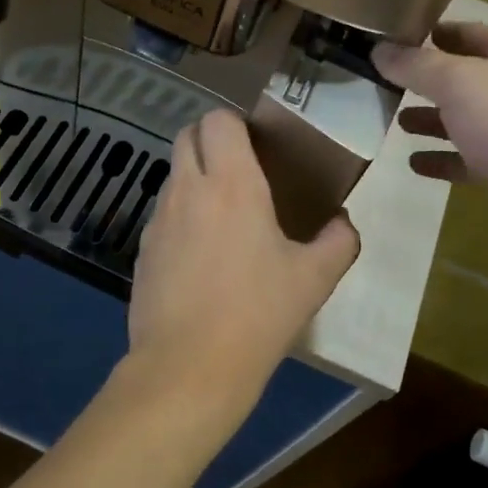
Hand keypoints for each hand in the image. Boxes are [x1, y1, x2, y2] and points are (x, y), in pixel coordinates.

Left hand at [122, 108, 360, 437]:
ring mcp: (158, 219)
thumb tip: (344, 224)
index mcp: (232, 184)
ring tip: (224, 217)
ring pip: (174, 175)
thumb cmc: (257, 314)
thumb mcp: (314, 279)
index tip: (258, 146)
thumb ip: (338, 241)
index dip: (236, 124)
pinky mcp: (143, 249)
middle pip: (187, 135)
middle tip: (241, 170)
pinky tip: (201, 257)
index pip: (218, 120)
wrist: (188, 367)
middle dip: (210, 140)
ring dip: (195, 179)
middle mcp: (188, 189)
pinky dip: (181, 217)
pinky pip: (163, 215)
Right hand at [373, 23, 487, 251]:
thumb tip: (378, 49)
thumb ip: (415, 65)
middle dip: (425, 79)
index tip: (392, 36)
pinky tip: (413, 164)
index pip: (464, 32)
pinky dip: (440, 159)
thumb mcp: (457, 81)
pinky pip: (465, 160)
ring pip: (462, 120)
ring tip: (394, 121)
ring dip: (430, 120)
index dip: (431, 31)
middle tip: (382, 81)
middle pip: (461, 77)